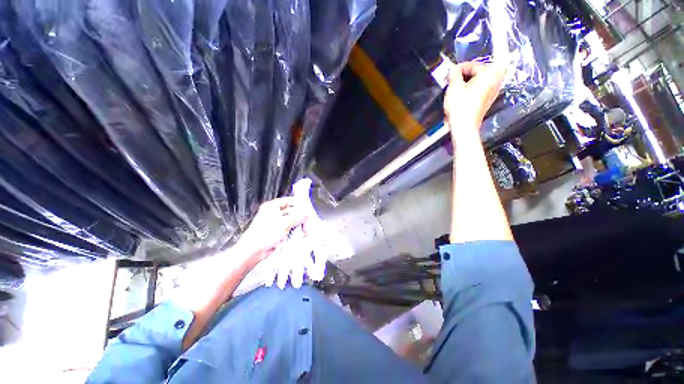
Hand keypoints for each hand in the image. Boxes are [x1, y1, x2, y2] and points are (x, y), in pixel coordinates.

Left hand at [237, 197, 307, 262]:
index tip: (307, 208)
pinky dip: (293, 231)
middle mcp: (273, 213)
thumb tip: (307, 212)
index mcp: (272, 206)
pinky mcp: (276, 232)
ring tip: (304, 229)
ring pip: (291, 221)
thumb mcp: (285, 223)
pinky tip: (298, 234)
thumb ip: (298, 216)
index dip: (298, 204)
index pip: (289, 201)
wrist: (254, 251)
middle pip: (291, 211)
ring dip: (297, 225)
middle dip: (300, 216)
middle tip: (307, 221)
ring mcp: (275, 223)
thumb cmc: (265, 234)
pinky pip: (288, 229)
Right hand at [443, 61, 506, 132]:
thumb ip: (454, 73)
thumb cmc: (461, 109)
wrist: (464, 126)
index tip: (451, 72)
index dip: (459, 68)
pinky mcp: (488, 100)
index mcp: (490, 72)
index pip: (473, 64)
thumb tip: (453, 68)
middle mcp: (496, 80)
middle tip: (452, 80)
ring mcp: (493, 90)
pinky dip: (470, 90)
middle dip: (464, 75)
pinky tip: (461, 96)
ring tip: (455, 89)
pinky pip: (479, 89)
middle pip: (477, 71)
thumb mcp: (453, 87)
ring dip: (467, 83)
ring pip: (478, 80)